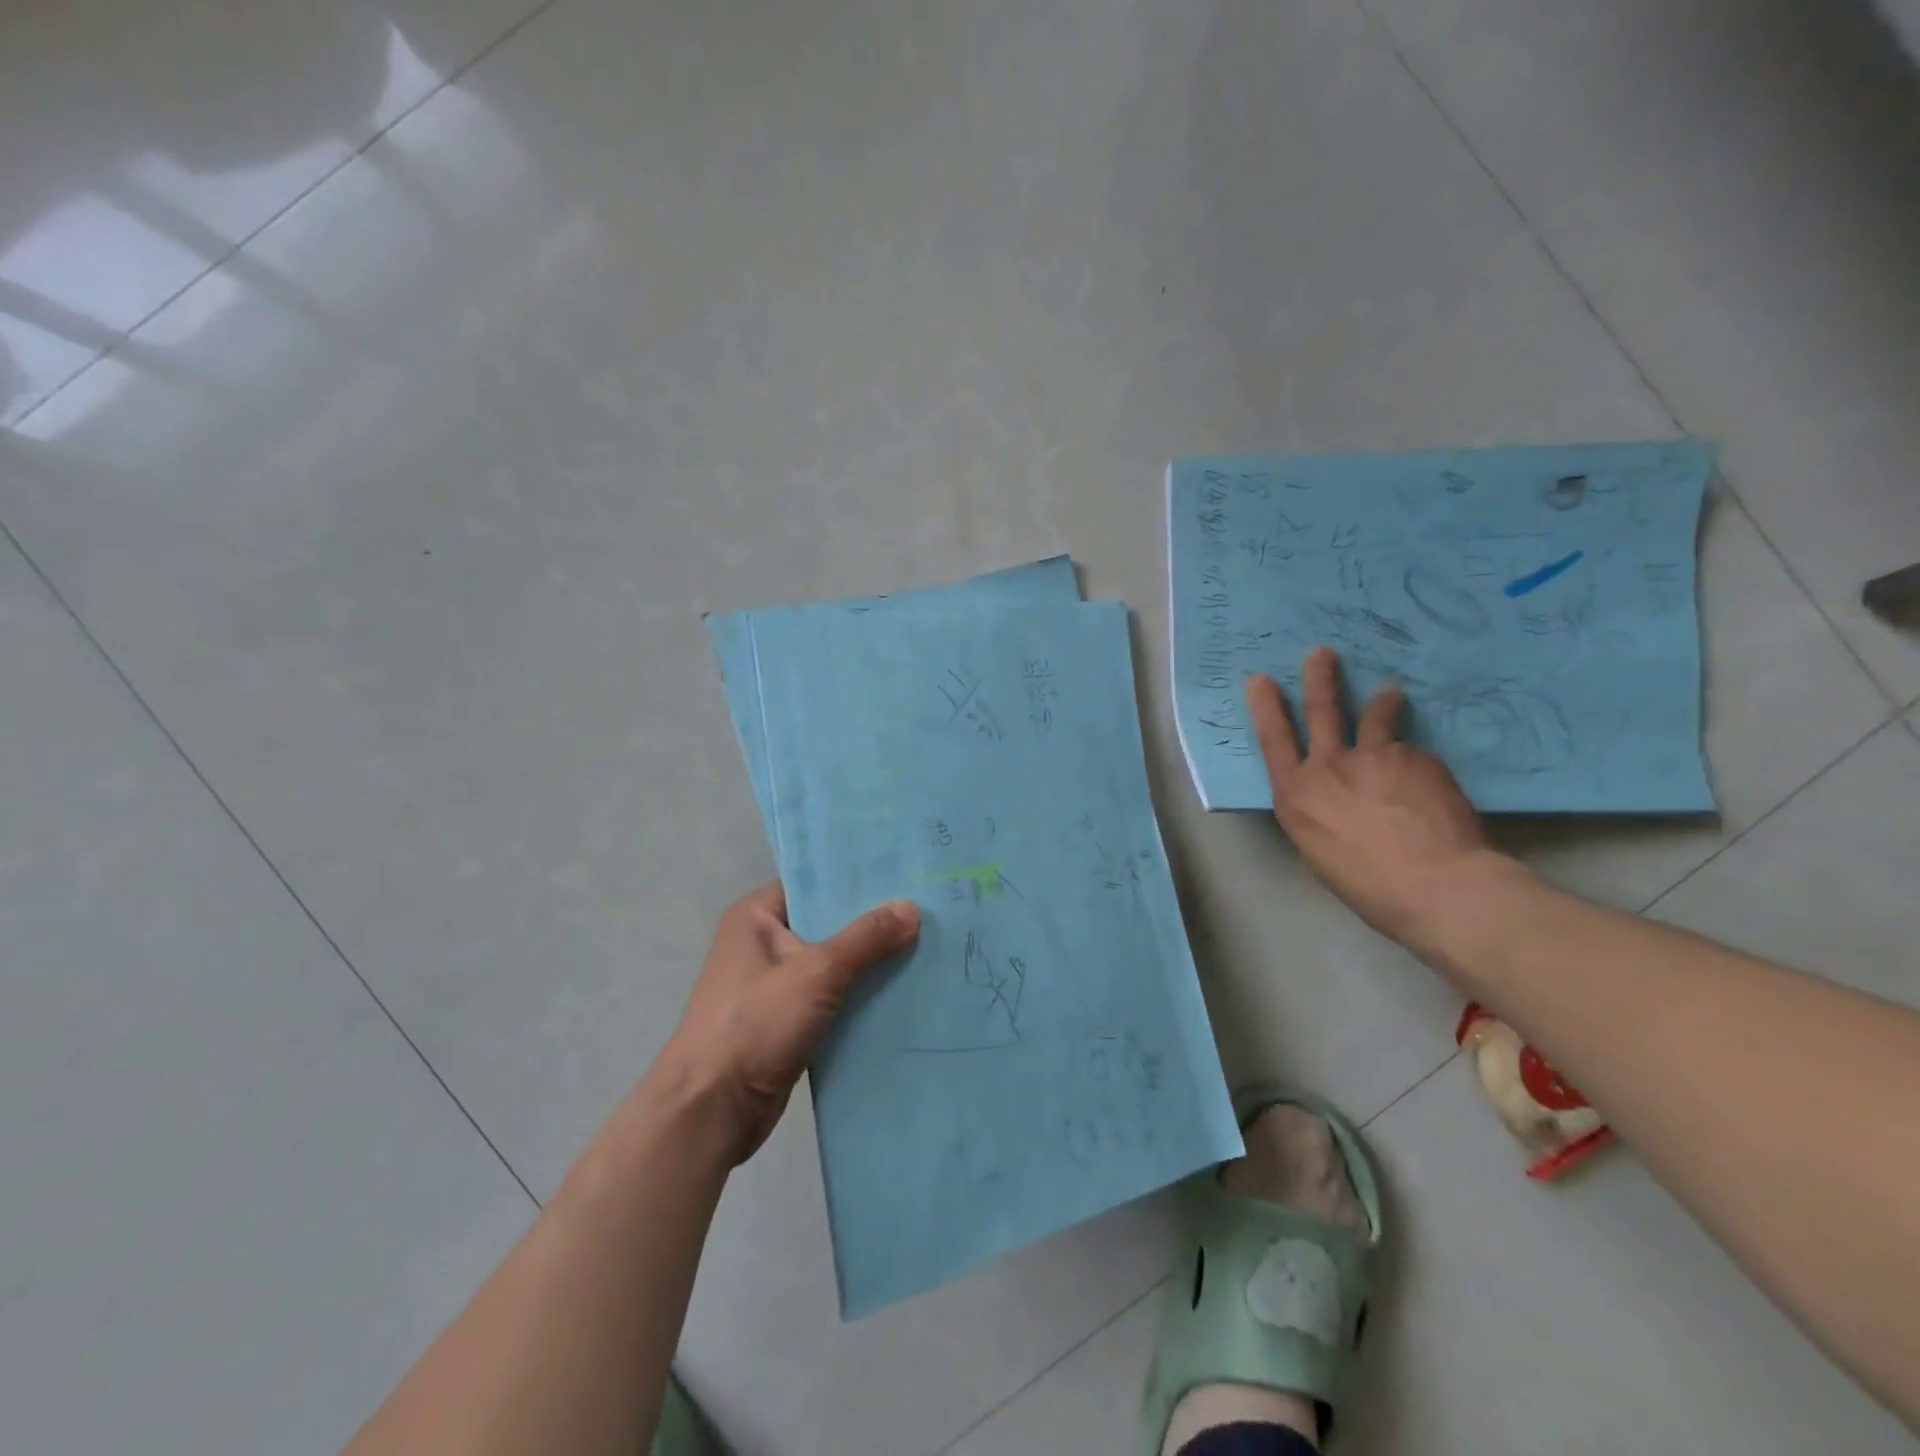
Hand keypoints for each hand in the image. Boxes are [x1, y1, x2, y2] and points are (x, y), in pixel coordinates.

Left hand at [657, 882, 919, 1163]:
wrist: (711, 1111)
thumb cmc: (755, 1024)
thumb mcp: (817, 972)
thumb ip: (866, 938)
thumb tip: (912, 907)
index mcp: (755, 916)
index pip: (813, 883)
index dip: (856, 879)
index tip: (903, 874)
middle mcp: (762, 943)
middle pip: (826, 922)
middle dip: (872, 922)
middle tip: (926, 909)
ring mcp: (773, 985)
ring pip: (833, 963)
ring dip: (870, 962)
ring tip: (925, 945)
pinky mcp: (785, 1021)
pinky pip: (831, 997)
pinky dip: (859, 995)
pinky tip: (902, 990)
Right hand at [1246, 648, 1509, 946]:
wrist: (1434, 884)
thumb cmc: (1369, 886)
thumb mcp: (1321, 853)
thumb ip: (1318, 814)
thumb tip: (1331, 799)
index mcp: (1296, 796)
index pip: (1272, 740)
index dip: (1264, 707)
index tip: (1260, 680)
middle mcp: (1327, 767)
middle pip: (1319, 711)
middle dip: (1318, 678)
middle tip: (1321, 653)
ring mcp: (1372, 756)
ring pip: (1372, 716)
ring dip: (1379, 700)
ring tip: (1389, 693)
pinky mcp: (1414, 756)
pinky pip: (1411, 751)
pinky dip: (1415, 760)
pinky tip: (1430, 786)